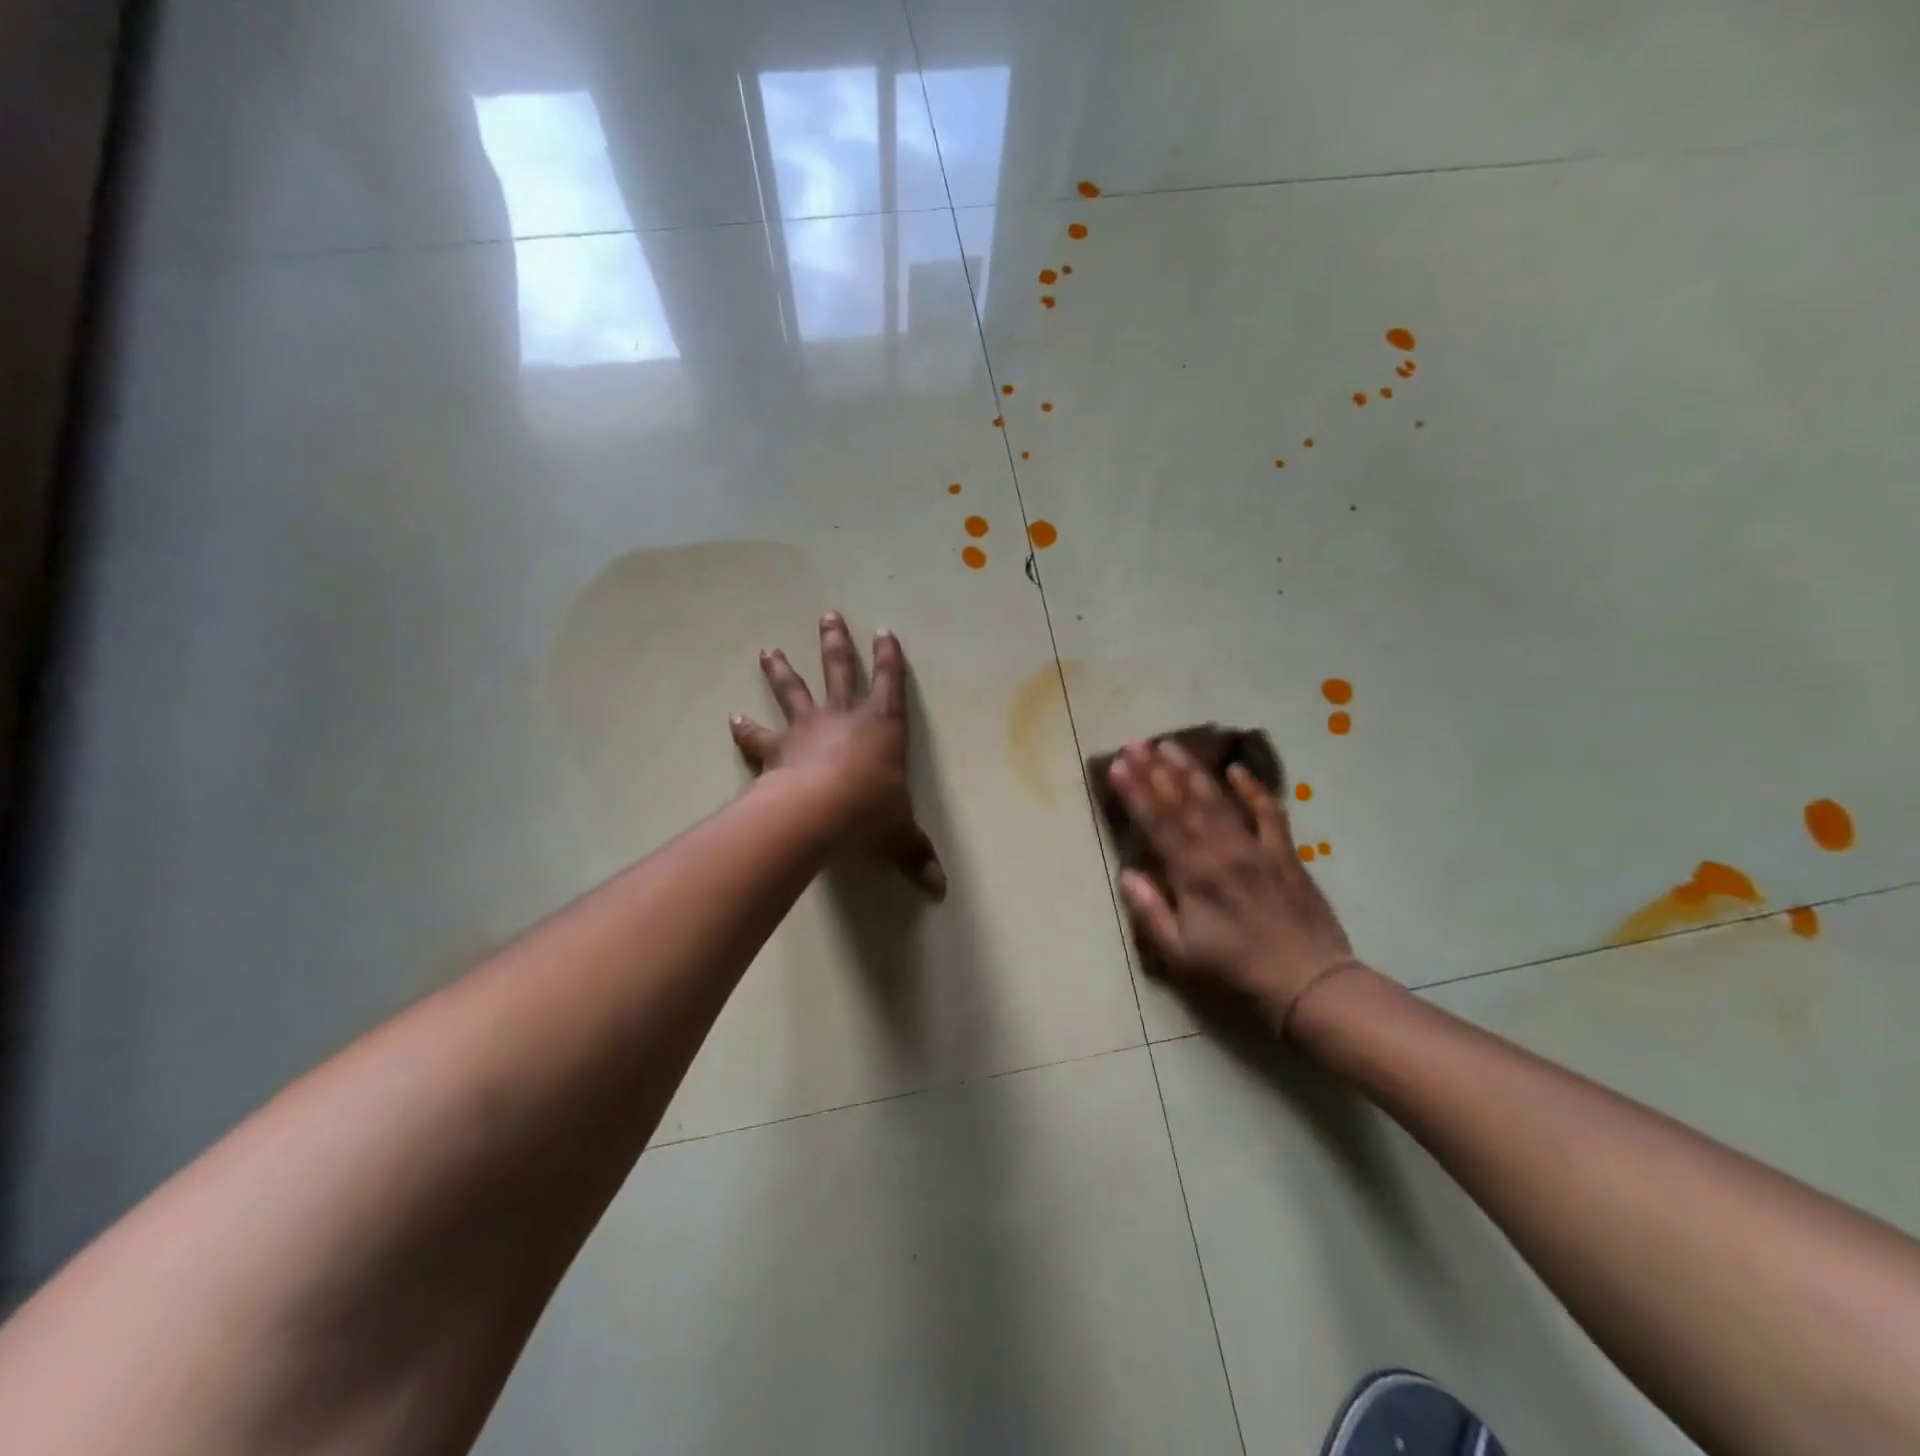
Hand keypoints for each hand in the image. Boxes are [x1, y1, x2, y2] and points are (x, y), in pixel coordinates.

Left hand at [731, 612, 945, 898]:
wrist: (816, 813)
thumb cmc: (869, 813)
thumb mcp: (900, 836)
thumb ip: (917, 856)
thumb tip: (940, 892)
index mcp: (882, 726)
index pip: (890, 682)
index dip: (889, 657)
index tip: (884, 631)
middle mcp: (844, 717)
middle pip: (839, 670)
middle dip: (836, 643)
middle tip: (827, 616)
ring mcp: (807, 729)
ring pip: (793, 690)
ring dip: (781, 670)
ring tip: (768, 649)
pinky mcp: (776, 750)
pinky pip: (758, 737)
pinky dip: (745, 729)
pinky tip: (732, 719)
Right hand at [1108, 739, 1357, 1029]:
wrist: (1309, 982)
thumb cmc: (1237, 971)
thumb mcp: (1182, 953)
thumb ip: (1151, 911)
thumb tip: (1128, 874)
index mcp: (1193, 875)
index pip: (1158, 824)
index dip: (1135, 793)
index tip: (1117, 765)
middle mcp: (1221, 851)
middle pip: (1183, 803)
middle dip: (1155, 770)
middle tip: (1135, 743)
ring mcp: (1255, 847)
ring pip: (1218, 800)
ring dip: (1191, 771)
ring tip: (1170, 745)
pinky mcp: (1284, 852)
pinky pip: (1269, 813)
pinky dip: (1254, 789)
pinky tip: (1237, 769)